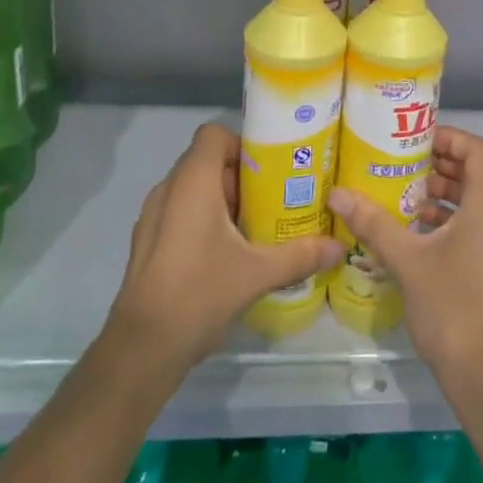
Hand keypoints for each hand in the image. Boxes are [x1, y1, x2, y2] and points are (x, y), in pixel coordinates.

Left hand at [104, 123, 344, 372]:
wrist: (142, 348)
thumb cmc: (199, 292)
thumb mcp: (257, 272)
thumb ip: (300, 255)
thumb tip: (339, 246)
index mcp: (192, 181)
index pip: (214, 134)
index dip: (242, 143)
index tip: (270, 168)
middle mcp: (169, 189)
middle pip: (208, 161)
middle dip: (242, 176)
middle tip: (275, 196)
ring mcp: (154, 216)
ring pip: (194, 189)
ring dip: (224, 199)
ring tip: (257, 224)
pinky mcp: (149, 242)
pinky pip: (181, 212)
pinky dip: (205, 219)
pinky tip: (229, 251)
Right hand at [329, 126, 482, 378]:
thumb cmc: (450, 305)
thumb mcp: (406, 260)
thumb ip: (373, 223)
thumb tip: (337, 195)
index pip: (478, 150)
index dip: (449, 137)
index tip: (415, 140)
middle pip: (475, 174)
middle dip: (438, 165)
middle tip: (400, 165)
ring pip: (473, 203)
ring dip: (441, 195)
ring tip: (401, 197)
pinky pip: (473, 227)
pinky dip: (447, 221)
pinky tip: (413, 235)